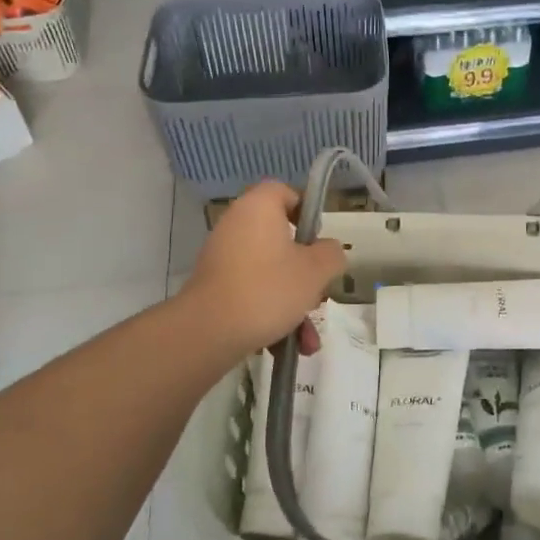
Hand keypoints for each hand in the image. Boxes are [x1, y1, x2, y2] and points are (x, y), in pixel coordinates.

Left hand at [179, 180, 345, 360]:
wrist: (207, 333)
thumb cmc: (268, 288)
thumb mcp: (316, 270)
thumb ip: (332, 254)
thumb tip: (328, 251)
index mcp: (259, 208)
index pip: (284, 192)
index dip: (306, 211)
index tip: (319, 240)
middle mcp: (237, 225)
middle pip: (282, 239)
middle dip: (307, 274)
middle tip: (319, 293)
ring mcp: (223, 257)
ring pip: (271, 273)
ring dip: (294, 304)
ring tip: (307, 339)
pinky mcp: (215, 287)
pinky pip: (253, 292)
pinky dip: (271, 314)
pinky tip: (288, 346)